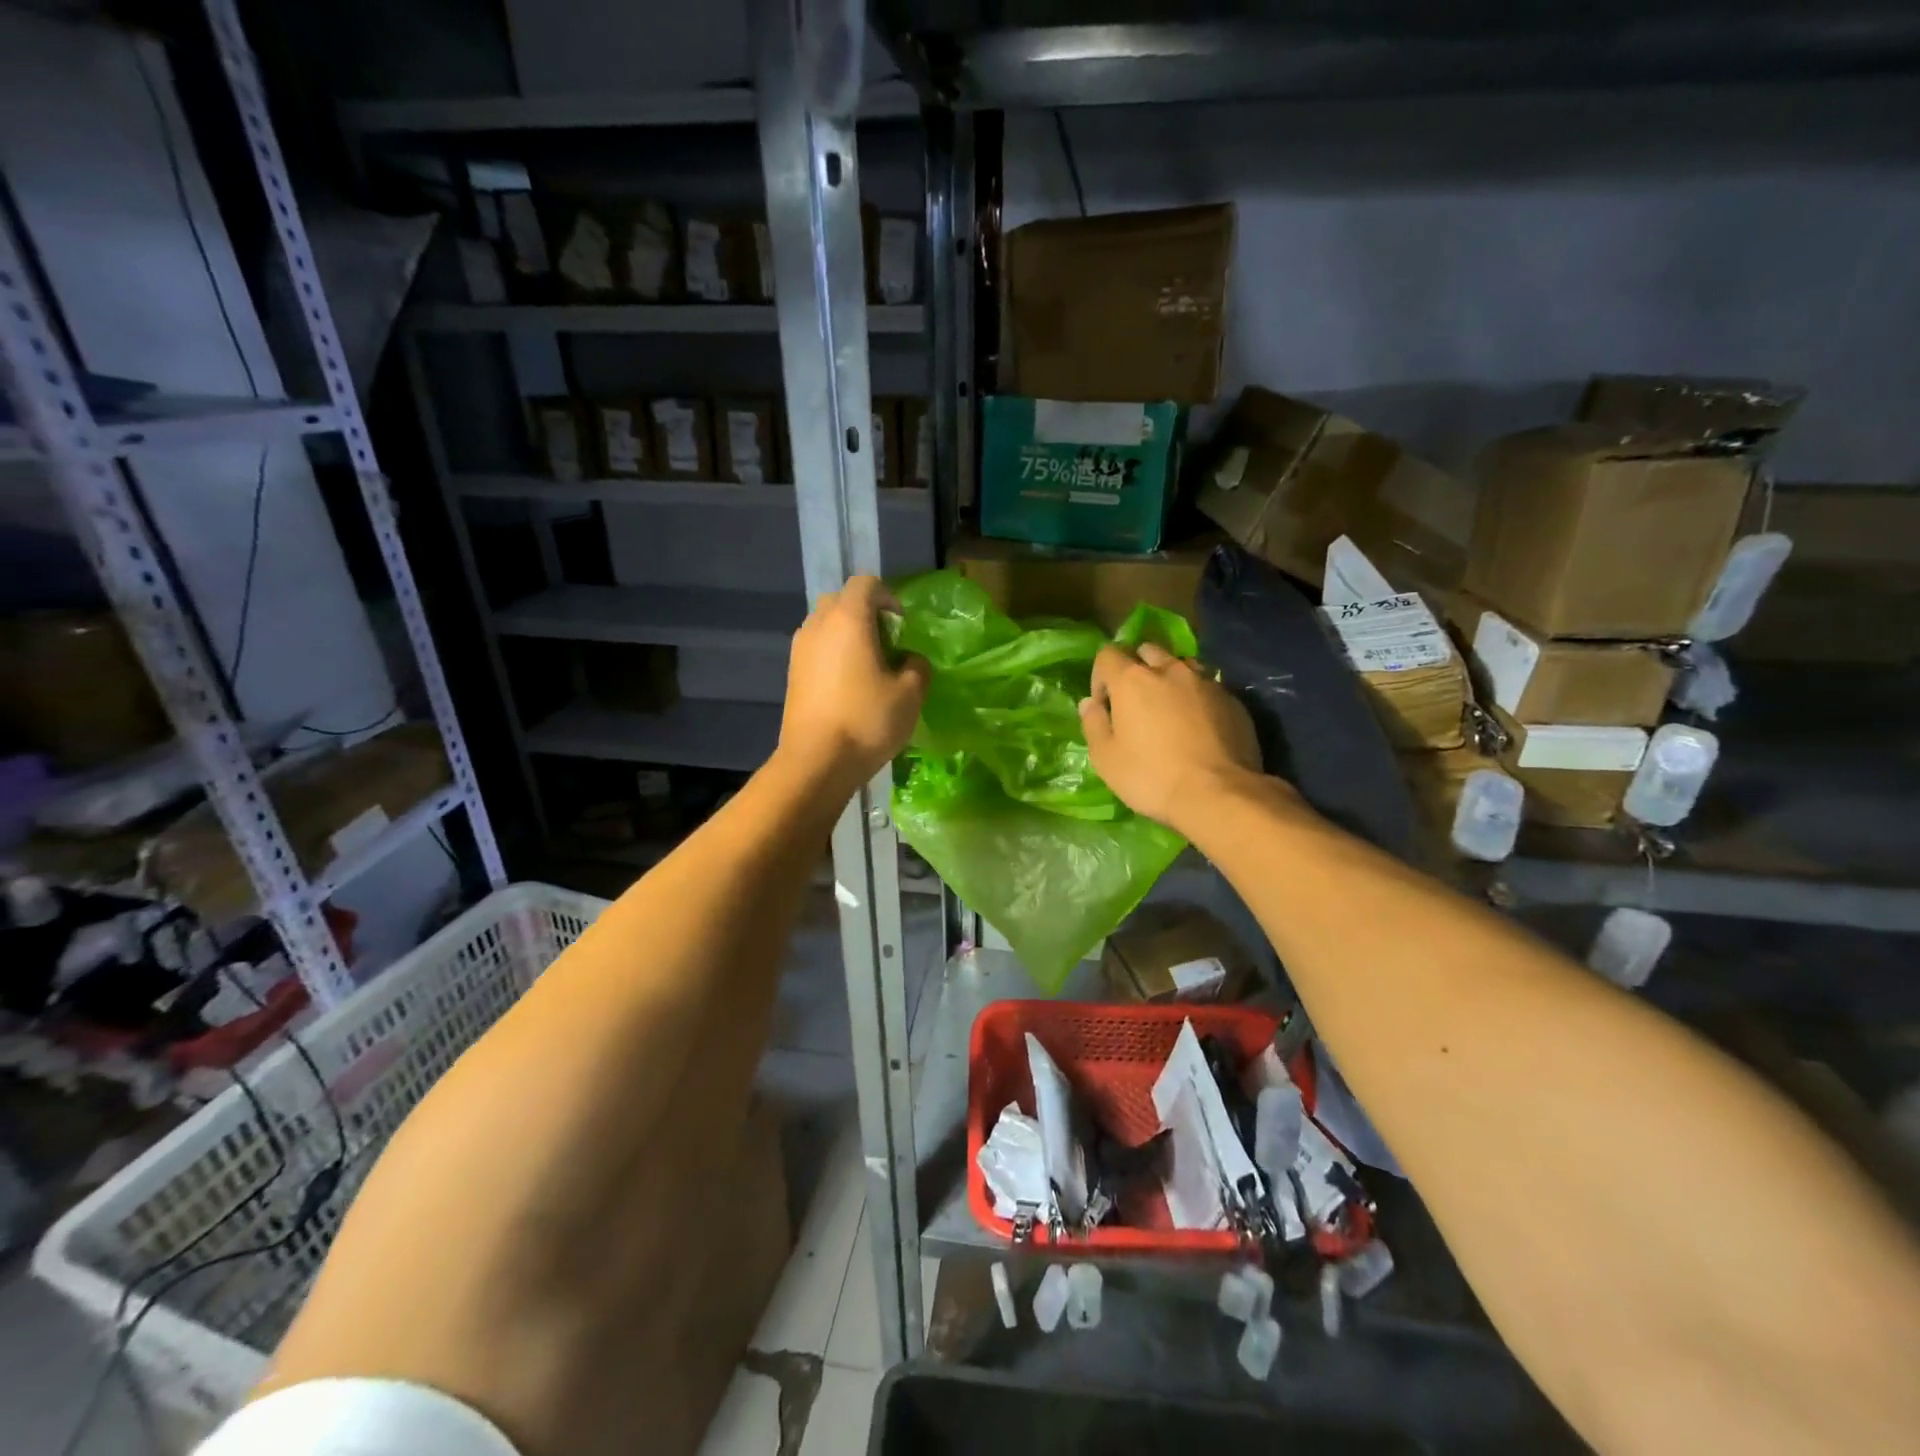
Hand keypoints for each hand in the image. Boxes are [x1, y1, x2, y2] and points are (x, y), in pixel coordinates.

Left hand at [777, 576, 929, 796]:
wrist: (816, 761)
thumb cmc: (867, 720)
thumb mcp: (910, 695)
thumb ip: (917, 666)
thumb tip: (910, 659)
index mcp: (848, 619)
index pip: (866, 583)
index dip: (888, 597)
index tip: (902, 625)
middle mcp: (818, 624)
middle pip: (841, 600)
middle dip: (865, 613)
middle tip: (886, 643)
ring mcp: (800, 649)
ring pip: (825, 624)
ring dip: (847, 635)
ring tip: (867, 666)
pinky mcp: (791, 673)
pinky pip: (815, 648)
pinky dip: (832, 654)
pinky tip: (848, 685)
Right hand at [1079, 643, 1263, 834]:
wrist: (1219, 794)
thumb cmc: (1151, 776)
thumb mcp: (1106, 758)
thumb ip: (1093, 724)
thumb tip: (1090, 703)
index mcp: (1132, 680)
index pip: (1108, 654)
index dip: (1100, 676)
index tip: (1105, 706)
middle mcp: (1170, 670)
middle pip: (1147, 651)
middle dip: (1136, 668)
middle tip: (1136, 703)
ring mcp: (1206, 682)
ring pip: (1181, 664)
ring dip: (1169, 678)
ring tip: (1170, 709)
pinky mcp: (1232, 699)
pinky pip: (1207, 686)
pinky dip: (1196, 697)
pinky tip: (1199, 726)